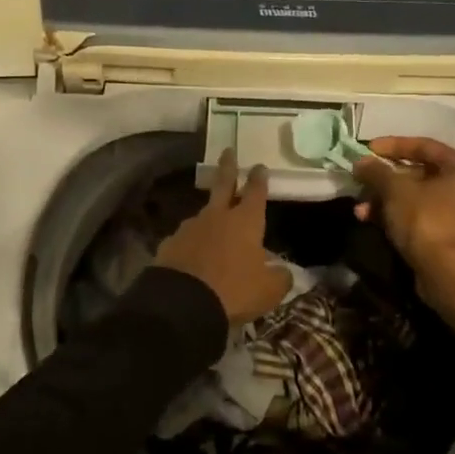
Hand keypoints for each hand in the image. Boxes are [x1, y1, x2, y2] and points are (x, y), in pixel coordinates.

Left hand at [154, 150, 291, 323]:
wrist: (183, 302)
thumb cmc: (234, 291)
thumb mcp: (268, 291)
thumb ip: (280, 278)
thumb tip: (283, 271)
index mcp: (245, 222)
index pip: (255, 192)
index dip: (259, 179)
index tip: (259, 166)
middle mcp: (217, 216)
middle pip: (223, 184)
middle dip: (228, 167)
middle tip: (228, 151)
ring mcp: (190, 227)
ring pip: (204, 214)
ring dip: (210, 215)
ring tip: (214, 225)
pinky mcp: (171, 243)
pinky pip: (186, 239)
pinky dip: (193, 243)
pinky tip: (194, 255)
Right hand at [354, 137, 454, 403]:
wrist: (451, 277)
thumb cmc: (427, 222)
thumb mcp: (396, 191)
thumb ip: (377, 171)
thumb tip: (361, 162)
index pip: (424, 145)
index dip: (392, 146)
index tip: (367, 150)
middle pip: (421, 172)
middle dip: (386, 179)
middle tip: (361, 181)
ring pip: (419, 196)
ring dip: (388, 200)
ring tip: (361, 209)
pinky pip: (425, 214)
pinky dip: (401, 215)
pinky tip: (374, 221)